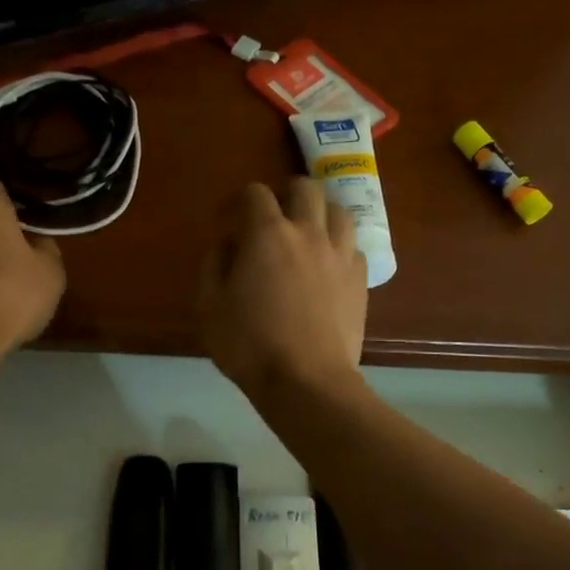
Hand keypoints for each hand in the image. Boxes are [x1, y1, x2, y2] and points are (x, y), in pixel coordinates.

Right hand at [199, 179, 367, 398]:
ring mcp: (340, 255)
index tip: (227, 221)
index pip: (254, 193)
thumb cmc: (249, 344)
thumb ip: (215, 264)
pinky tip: (328, 266)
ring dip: (319, 214)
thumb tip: (228, 244)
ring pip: (338, 211)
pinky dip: (339, 247)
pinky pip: (354, 247)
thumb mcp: (209, 306)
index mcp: (268, 234)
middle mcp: (309, 233)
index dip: (237, 201)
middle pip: (304, 188)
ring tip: (307, 235)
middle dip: (285, 195)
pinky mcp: (361, 280)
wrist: (306, 381)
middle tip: (272, 220)